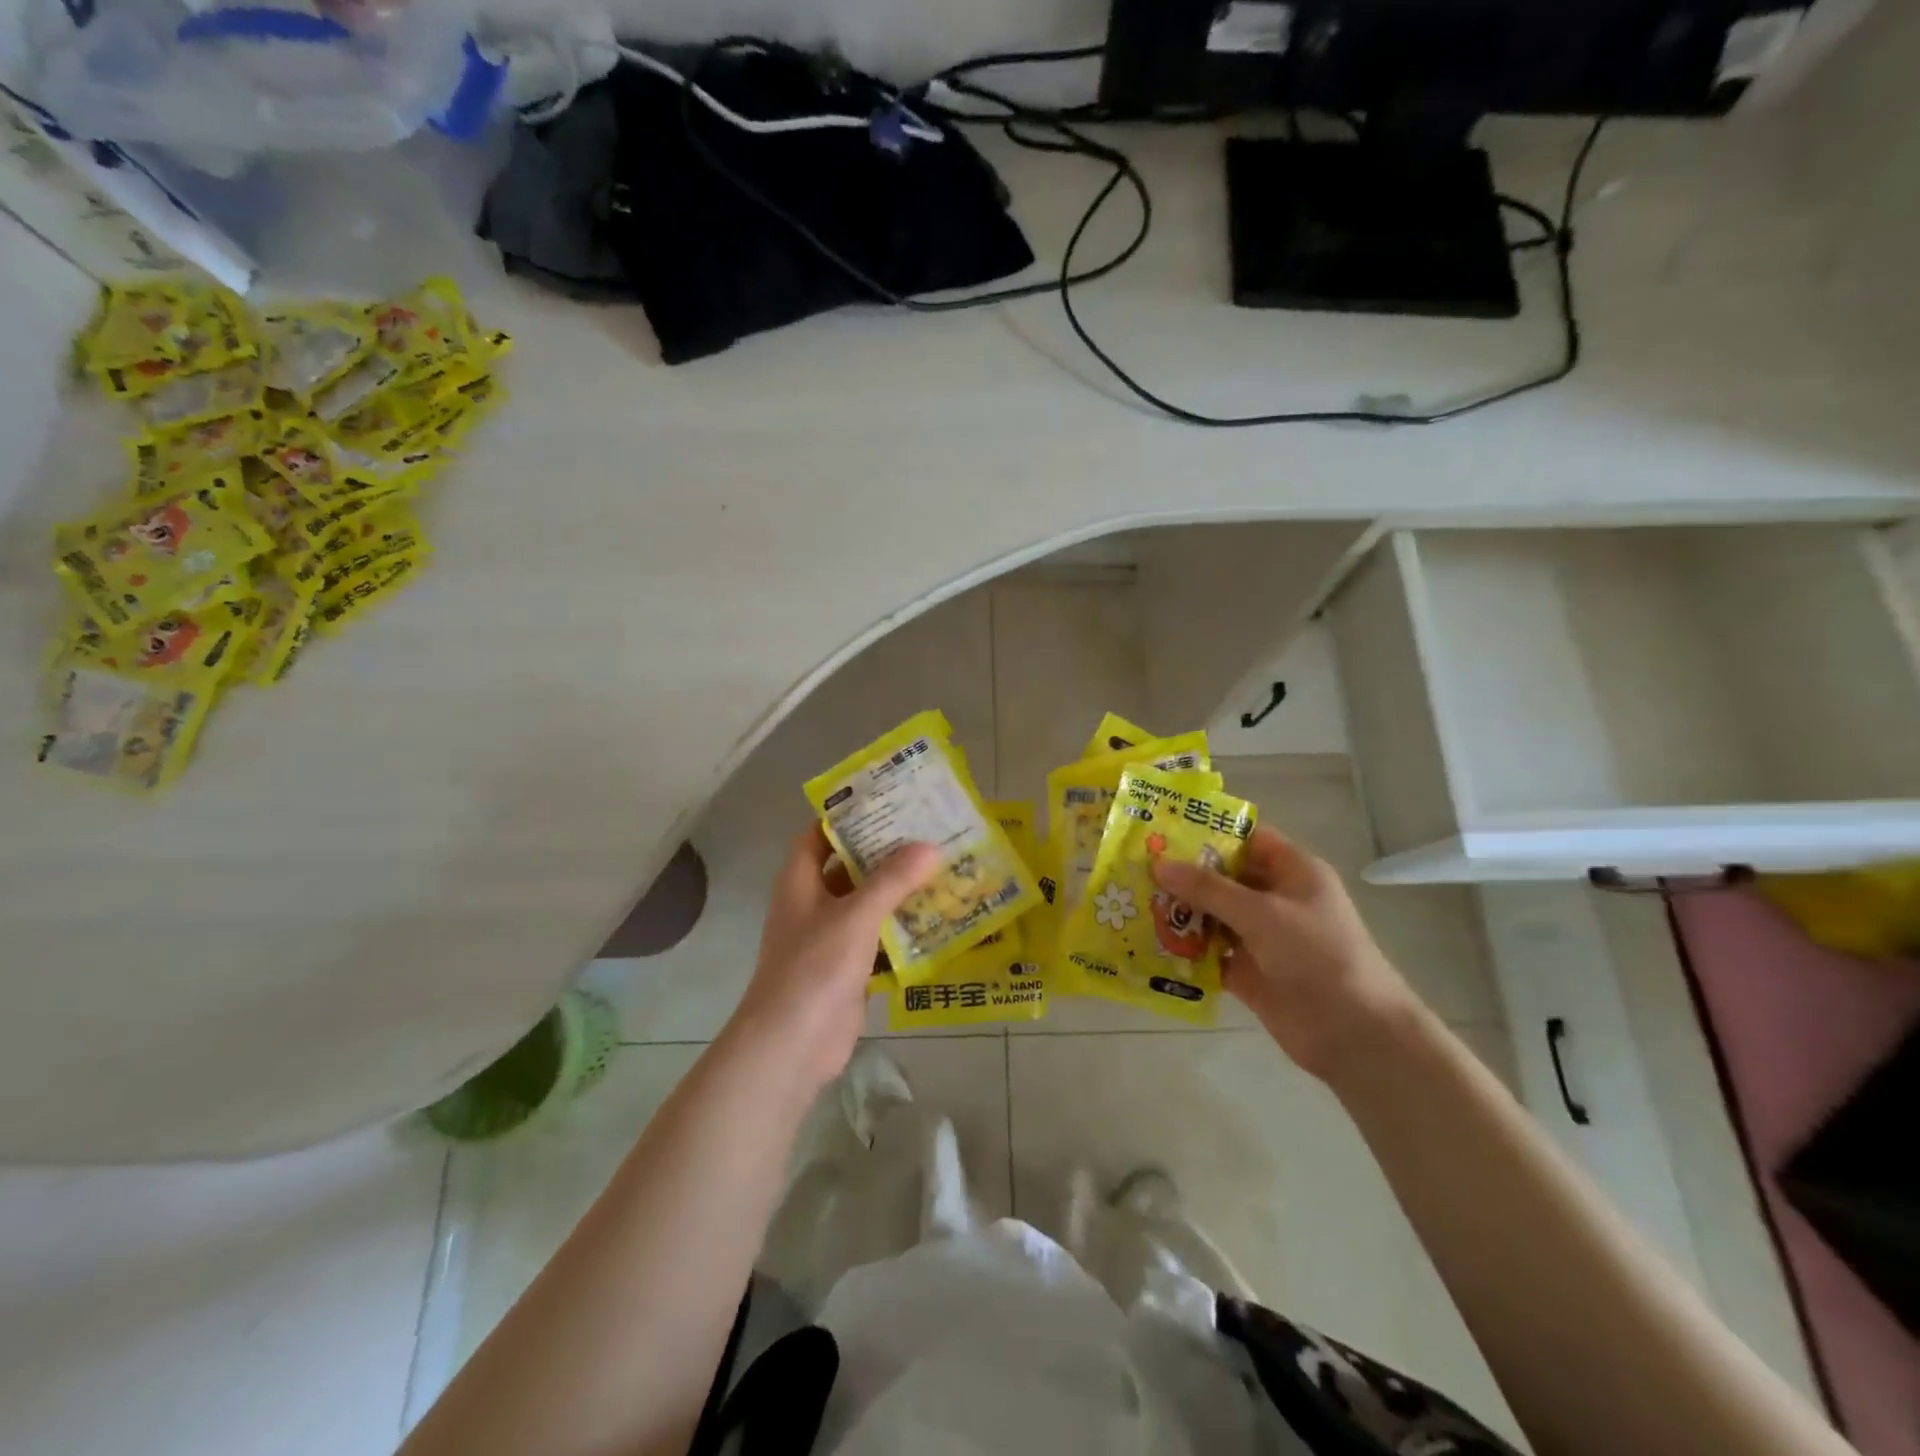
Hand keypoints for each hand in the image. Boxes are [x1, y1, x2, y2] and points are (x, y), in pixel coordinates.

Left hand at [726, 825, 939, 1093]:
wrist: (793, 1044)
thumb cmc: (814, 967)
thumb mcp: (855, 916)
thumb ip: (892, 880)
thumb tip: (929, 846)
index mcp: (800, 881)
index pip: (819, 834)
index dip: (847, 816)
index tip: (887, 802)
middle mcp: (812, 904)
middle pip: (849, 867)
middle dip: (884, 852)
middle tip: (928, 833)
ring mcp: (829, 938)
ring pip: (867, 904)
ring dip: (898, 892)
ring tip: (942, 870)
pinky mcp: (848, 969)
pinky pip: (878, 939)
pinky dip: (902, 930)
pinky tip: (937, 921)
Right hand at [1152, 826, 1417, 1078]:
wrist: (1354, 1034)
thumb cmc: (1316, 955)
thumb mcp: (1261, 912)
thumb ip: (1208, 889)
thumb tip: (1159, 864)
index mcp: (1294, 872)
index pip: (1248, 839)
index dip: (1210, 833)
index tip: (1164, 830)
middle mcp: (1277, 900)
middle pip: (1225, 878)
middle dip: (1185, 874)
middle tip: (1137, 867)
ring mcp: (1263, 938)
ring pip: (1214, 916)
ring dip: (1181, 912)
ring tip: (1135, 901)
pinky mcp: (1250, 972)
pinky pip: (1211, 953)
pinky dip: (1186, 950)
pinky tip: (1150, 942)